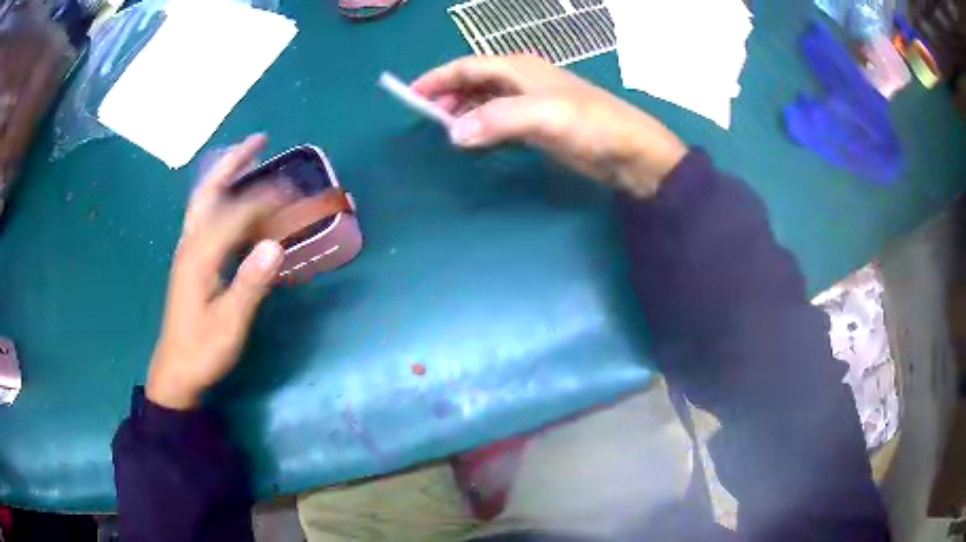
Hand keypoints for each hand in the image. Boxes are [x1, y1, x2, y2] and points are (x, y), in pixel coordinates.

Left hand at [146, 134, 288, 409]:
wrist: (175, 371)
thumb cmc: (202, 351)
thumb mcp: (229, 325)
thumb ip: (250, 285)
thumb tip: (275, 246)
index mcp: (199, 256)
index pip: (235, 212)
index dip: (266, 199)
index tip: (295, 195)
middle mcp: (190, 244)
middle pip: (209, 190)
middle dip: (233, 161)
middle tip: (259, 139)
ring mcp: (188, 251)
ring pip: (205, 200)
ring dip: (227, 174)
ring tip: (250, 157)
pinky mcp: (191, 261)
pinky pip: (206, 217)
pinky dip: (223, 198)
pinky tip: (236, 201)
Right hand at [412, 55, 686, 196]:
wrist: (630, 152)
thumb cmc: (589, 125)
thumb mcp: (542, 116)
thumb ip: (496, 120)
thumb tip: (454, 133)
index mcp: (518, 68)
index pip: (466, 66)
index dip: (437, 79)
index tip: (411, 96)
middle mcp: (521, 80)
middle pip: (474, 81)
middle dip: (448, 96)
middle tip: (427, 119)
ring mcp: (531, 103)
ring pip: (486, 101)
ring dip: (464, 112)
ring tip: (446, 131)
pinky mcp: (540, 125)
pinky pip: (500, 121)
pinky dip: (483, 127)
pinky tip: (476, 140)